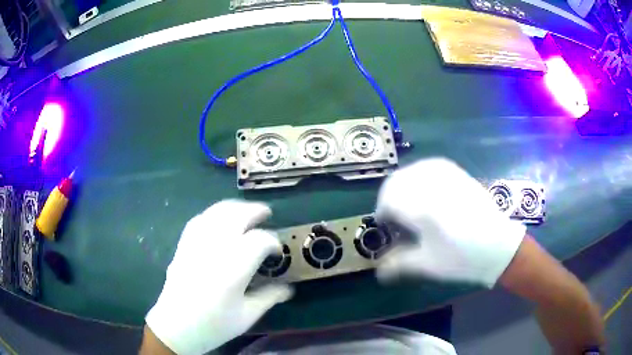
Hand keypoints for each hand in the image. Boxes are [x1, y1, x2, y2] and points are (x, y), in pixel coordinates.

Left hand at [145, 200, 292, 354]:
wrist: (176, 326)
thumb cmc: (214, 325)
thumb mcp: (247, 316)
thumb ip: (269, 297)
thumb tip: (289, 288)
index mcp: (232, 269)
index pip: (258, 241)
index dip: (273, 242)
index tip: (277, 252)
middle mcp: (214, 249)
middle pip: (237, 216)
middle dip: (255, 211)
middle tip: (267, 215)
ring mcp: (196, 244)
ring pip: (217, 212)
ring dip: (235, 208)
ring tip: (247, 212)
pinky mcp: (183, 245)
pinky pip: (200, 219)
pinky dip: (214, 214)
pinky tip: (220, 219)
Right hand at [375, 158, 525, 286]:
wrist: (498, 246)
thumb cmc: (461, 258)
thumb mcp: (427, 265)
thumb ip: (398, 264)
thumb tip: (378, 272)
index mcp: (422, 208)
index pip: (388, 201)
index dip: (382, 213)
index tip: (385, 226)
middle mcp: (432, 186)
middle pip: (396, 182)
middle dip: (389, 198)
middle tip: (395, 216)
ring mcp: (446, 176)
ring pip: (412, 170)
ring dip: (403, 185)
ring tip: (409, 202)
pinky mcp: (458, 173)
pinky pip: (429, 165)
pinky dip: (419, 175)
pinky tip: (424, 188)